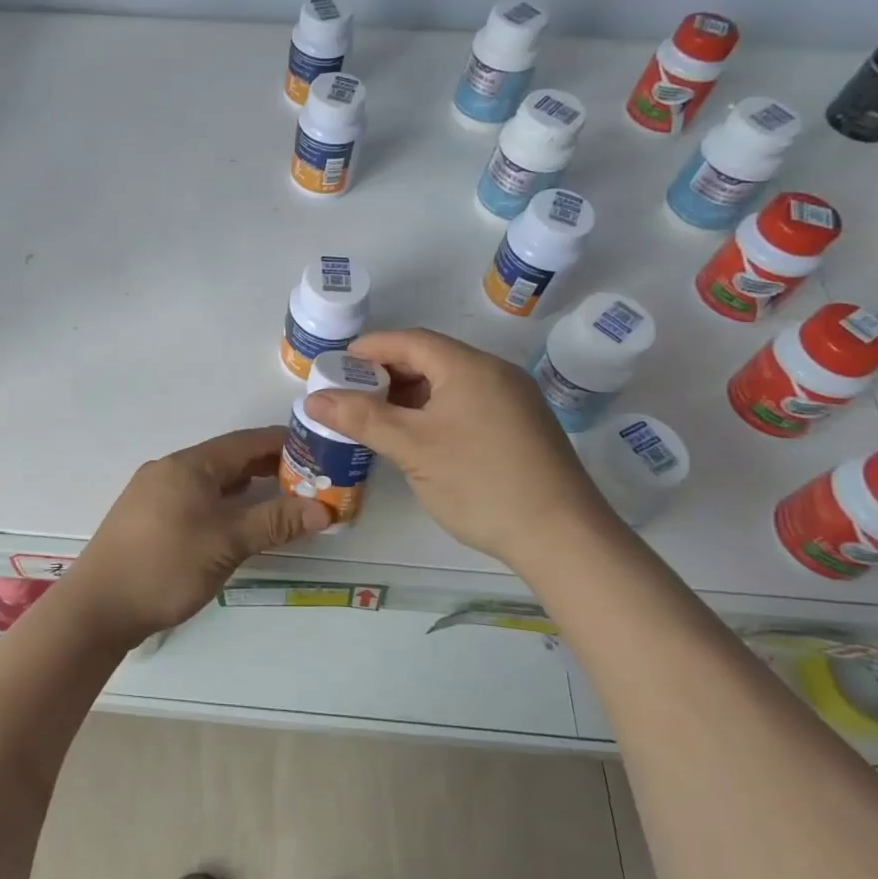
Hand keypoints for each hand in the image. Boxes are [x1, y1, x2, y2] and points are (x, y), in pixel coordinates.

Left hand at [62, 427, 330, 647]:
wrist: (98, 607)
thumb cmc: (165, 566)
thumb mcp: (227, 543)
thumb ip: (275, 522)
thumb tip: (325, 509)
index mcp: (188, 465)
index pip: (244, 442)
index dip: (282, 443)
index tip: (317, 449)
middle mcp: (170, 470)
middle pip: (227, 459)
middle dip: (267, 466)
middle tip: (308, 478)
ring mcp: (154, 492)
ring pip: (210, 480)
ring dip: (244, 486)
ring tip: (281, 497)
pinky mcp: (147, 517)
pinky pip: (194, 497)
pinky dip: (222, 502)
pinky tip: (236, 520)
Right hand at [302, 328, 621, 580]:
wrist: (564, 538)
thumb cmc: (480, 482)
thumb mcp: (412, 448)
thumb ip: (361, 418)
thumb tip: (313, 399)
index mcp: (470, 366)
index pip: (409, 340)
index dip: (369, 349)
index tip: (336, 366)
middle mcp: (495, 373)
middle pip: (430, 359)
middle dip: (387, 374)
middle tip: (351, 396)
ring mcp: (514, 401)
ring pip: (449, 384)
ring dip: (410, 396)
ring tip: (378, 419)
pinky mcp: (522, 428)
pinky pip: (468, 404)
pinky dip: (435, 412)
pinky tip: (419, 439)